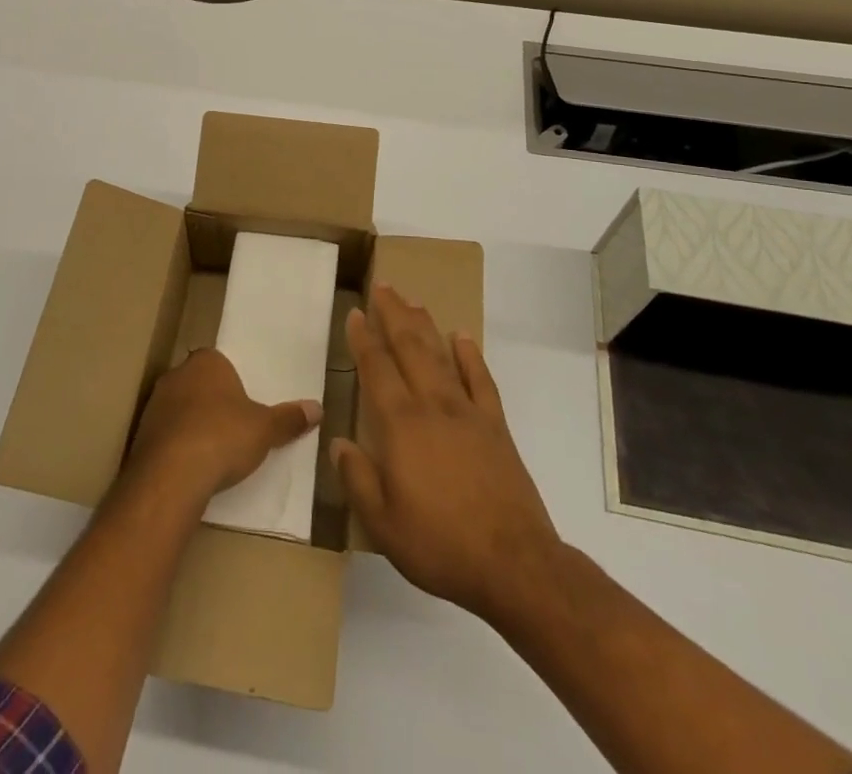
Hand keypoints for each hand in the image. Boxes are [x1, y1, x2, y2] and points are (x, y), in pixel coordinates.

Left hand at [127, 348, 320, 504]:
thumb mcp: (265, 430)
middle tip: (234, 428)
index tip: (245, 405)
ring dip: (193, 426)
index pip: (220, 362)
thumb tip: (317, 408)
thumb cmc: (223, 437)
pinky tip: (192, 468)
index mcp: (206, 361)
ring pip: (180, 409)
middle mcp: (176, 375)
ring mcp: (154, 404)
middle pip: (199, 384)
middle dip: (213, 403)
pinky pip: (165, 435)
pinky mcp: (141, 435)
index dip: (233, 383)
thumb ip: (289, 418)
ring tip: (214, 453)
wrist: (171, 476)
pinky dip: (178, 447)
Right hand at [332, 283, 560, 625]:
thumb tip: (338, 442)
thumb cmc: (440, 544)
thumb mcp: (382, 523)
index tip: (355, 313)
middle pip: (410, 348)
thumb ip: (357, 478)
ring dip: (425, 326)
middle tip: (383, 287)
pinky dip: (471, 356)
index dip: (363, 339)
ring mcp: (468, 413)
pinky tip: (462, 338)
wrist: (514, 563)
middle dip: (393, 315)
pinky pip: (481, 380)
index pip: (376, 369)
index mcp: (401, 425)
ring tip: (413, 301)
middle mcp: (432, 406)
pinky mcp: (496, 427)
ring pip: (441, 356)